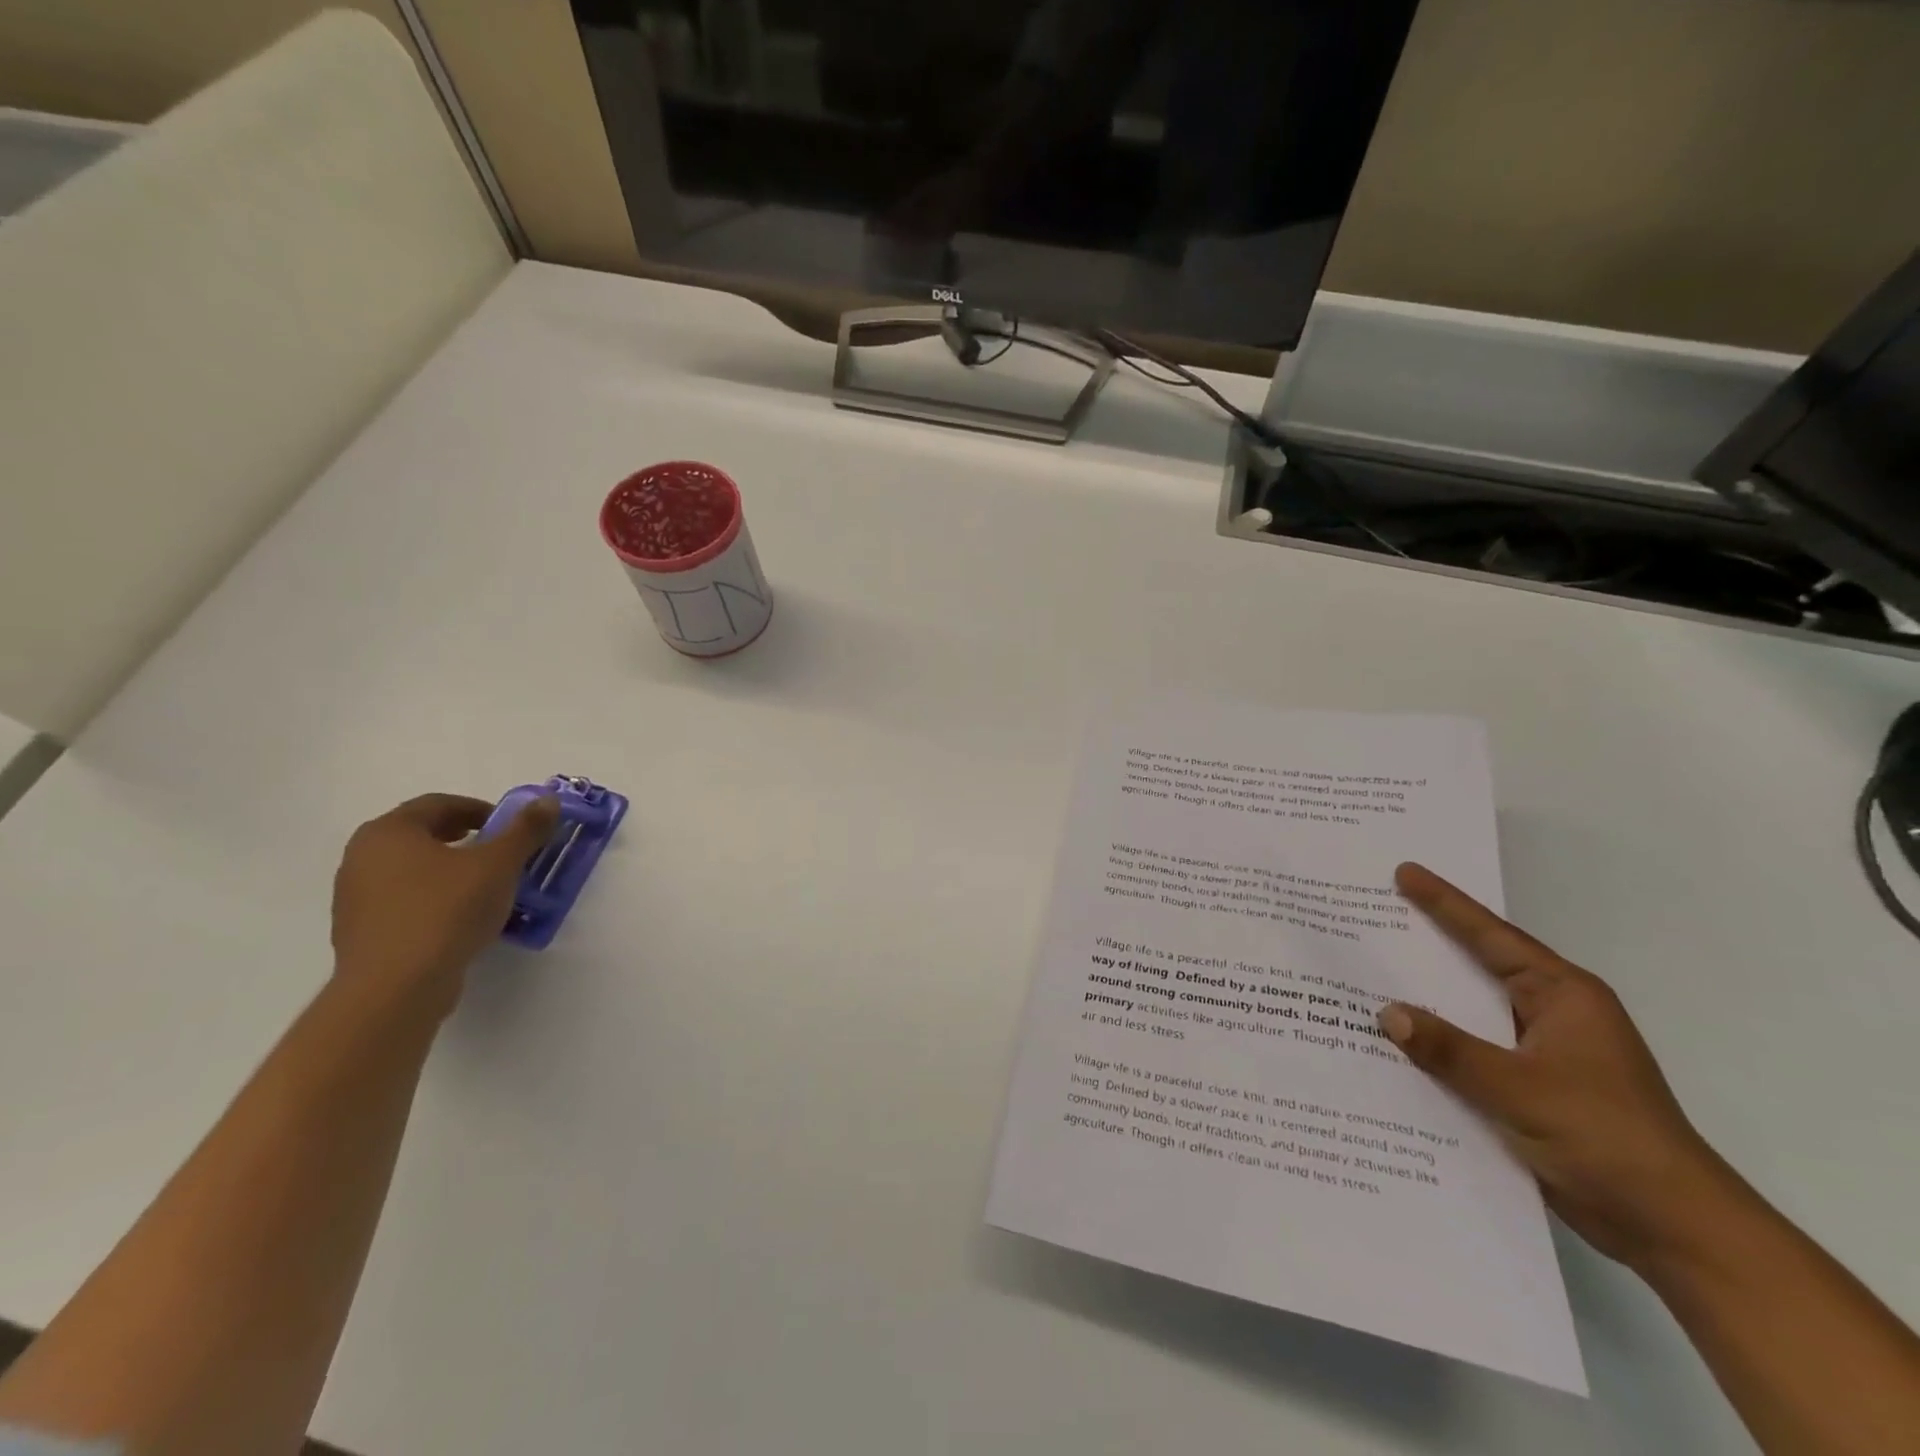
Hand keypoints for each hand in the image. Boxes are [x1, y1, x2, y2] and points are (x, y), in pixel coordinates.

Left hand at [330, 793, 558, 1019]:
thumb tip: (548, 800)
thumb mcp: (499, 864)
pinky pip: (404, 902)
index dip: (479, 809)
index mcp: (389, 832)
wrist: (396, 988)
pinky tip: (462, 918)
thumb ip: (525, 829)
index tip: (509, 827)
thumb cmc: (446, 911)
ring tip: (487, 887)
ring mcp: (355, 897)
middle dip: (465, 839)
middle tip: (501, 852)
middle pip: (422, 835)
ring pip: (413, 870)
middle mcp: (361, 857)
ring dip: (450, 870)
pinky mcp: (360, 933)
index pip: (438, 804)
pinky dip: (435, 899)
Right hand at [1380, 864, 1745, 1271]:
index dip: (1445, 904)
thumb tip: (1387, 1013)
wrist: (1674, 1230)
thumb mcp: (1519, 1089)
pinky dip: (1438, 1046)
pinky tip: (1395, 1045)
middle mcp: (1552, 1014)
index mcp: (1563, 996)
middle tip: (1374, 915)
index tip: (1404, 872)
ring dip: (1428, 1001)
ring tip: (1368, 976)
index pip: (1492, 937)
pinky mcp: (1531, 1089)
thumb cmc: (1606, 1138)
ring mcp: (1542, 1053)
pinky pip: (1472, 1053)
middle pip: (1478, 967)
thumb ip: (1450, 1050)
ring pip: (1471, 1013)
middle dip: (1428, 945)